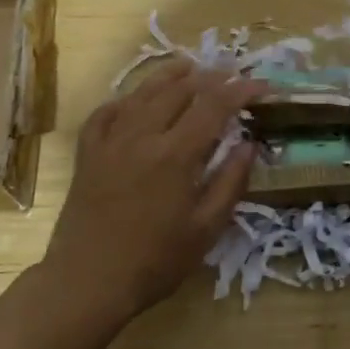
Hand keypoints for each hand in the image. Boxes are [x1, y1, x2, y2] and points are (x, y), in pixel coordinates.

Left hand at [44, 59, 265, 316]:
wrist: (87, 282)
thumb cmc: (155, 261)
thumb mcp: (206, 229)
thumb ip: (230, 182)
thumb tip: (249, 145)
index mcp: (176, 154)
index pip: (214, 106)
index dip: (241, 90)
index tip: (261, 85)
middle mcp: (143, 136)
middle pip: (180, 90)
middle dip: (210, 77)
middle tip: (231, 74)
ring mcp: (110, 141)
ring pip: (142, 93)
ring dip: (170, 76)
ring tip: (189, 67)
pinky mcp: (87, 153)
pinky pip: (106, 112)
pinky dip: (126, 99)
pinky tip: (135, 100)